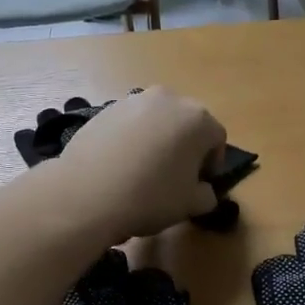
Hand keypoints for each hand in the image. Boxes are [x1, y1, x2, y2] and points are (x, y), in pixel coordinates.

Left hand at [55, 87, 227, 240]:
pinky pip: (129, 124)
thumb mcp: (191, 205)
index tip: (200, 183)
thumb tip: (203, 190)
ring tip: (144, 170)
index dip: (212, 163)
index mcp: (197, 119)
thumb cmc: (150, 196)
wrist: (88, 193)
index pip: (217, 139)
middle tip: (174, 175)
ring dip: (157, 140)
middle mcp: (168, 99)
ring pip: (156, 120)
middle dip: (185, 146)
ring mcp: (133, 101)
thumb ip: (207, 195)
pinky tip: (120, 165)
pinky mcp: (105, 109)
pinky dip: (131, 139)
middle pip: (186, 123)